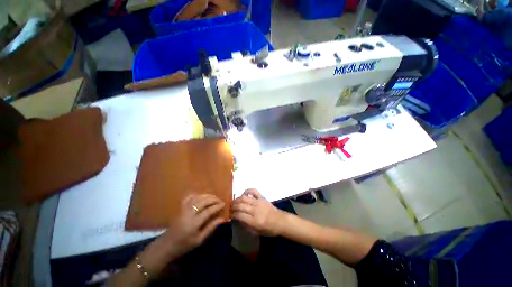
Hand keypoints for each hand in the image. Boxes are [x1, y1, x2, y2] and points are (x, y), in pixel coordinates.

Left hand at [163, 194, 225, 255]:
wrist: (167, 245)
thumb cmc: (184, 245)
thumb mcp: (199, 240)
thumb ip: (211, 227)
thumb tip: (222, 218)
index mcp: (194, 223)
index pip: (209, 211)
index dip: (217, 206)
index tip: (224, 204)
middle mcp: (189, 213)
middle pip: (204, 201)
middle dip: (214, 199)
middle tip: (220, 200)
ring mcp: (184, 209)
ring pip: (197, 197)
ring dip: (207, 196)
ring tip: (214, 197)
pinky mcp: (180, 208)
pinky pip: (189, 197)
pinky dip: (197, 195)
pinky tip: (201, 196)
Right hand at [231, 189, 284, 235]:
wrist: (280, 221)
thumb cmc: (269, 229)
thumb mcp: (257, 232)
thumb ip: (247, 226)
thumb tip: (238, 219)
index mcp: (254, 221)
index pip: (240, 216)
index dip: (233, 215)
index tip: (230, 216)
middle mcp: (255, 210)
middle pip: (240, 206)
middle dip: (233, 207)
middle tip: (230, 208)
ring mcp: (258, 202)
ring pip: (244, 198)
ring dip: (237, 199)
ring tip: (234, 202)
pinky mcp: (262, 197)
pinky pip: (253, 191)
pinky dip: (247, 190)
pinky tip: (243, 194)